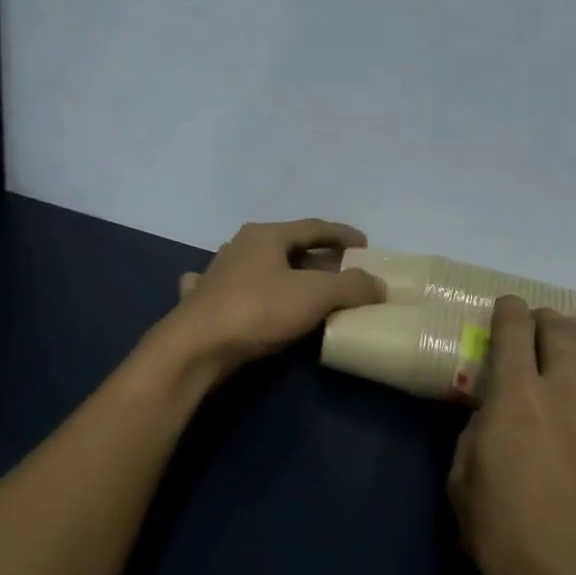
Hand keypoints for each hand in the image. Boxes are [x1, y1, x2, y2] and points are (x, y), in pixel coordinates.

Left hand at [163, 219, 385, 371]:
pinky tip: (239, 292)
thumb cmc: (258, 311)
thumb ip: (351, 286)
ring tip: (301, 285)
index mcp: (265, 235)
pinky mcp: (202, 302)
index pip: (313, 227)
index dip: (342, 234)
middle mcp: (239, 246)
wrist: (197, 347)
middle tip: (342, 272)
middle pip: (287, 246)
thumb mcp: (315, 296)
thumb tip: (378, 284)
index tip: (366, 245)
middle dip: (316, 257)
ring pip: (257, 265)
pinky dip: (242, 289)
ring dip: (280, 271)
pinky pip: (229, 288)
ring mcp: (216, 273)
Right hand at [447, 296, 575, 574]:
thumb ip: (474, 433)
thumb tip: (490, 414)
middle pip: (562, 334)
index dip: (508, 311)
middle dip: (547, 317)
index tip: (505, 306)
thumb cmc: (502, 533)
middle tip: (537, 320)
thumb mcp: (460, 479)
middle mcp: (564, 393)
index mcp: (515, 398)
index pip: (514, 333)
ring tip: (572, 333)